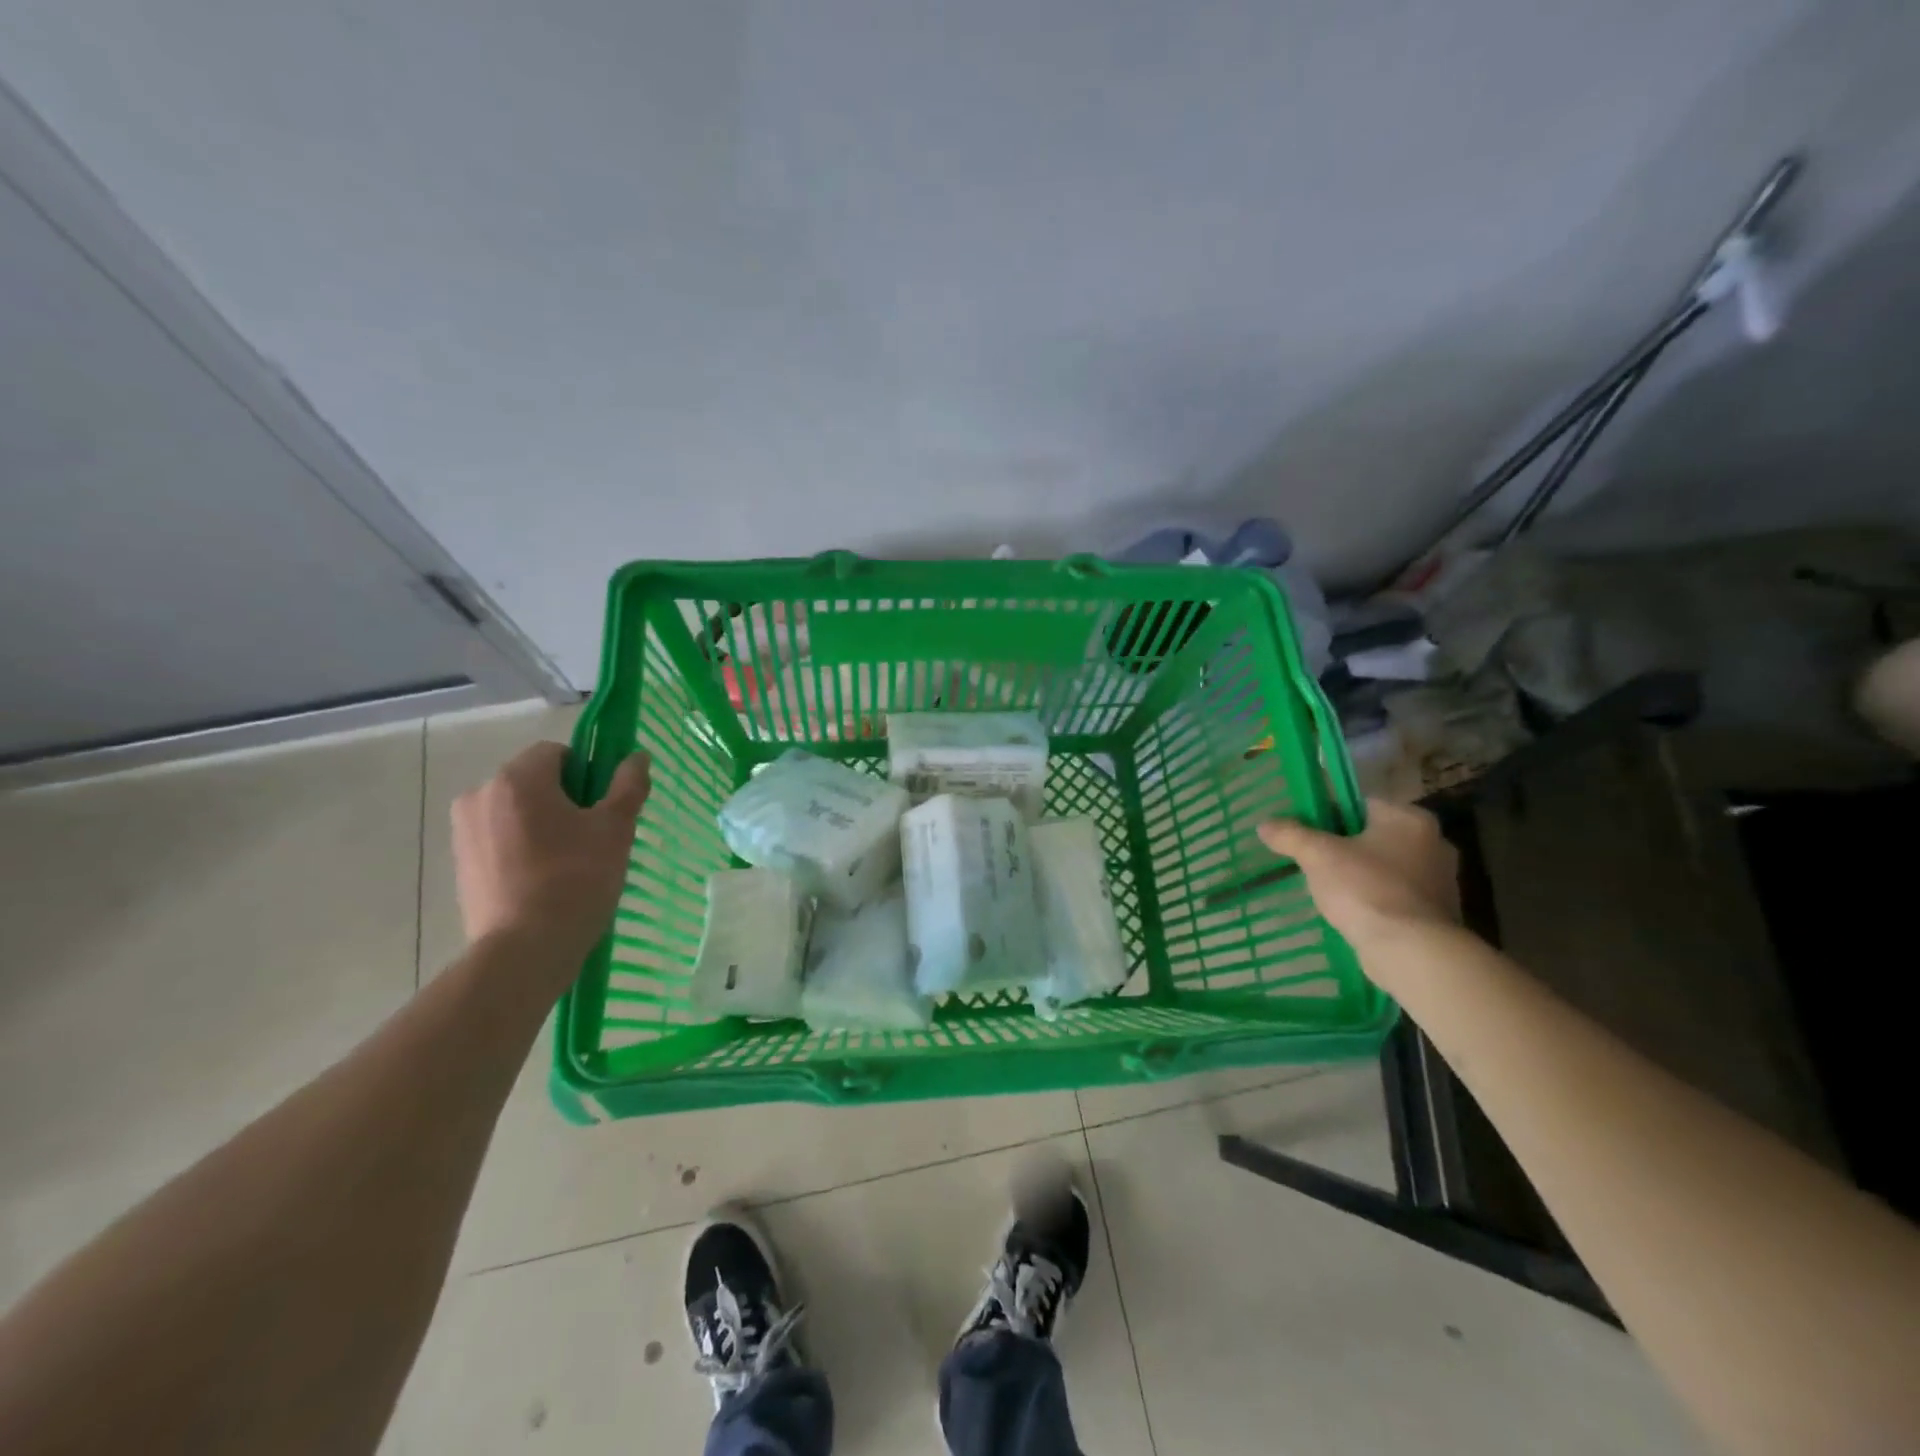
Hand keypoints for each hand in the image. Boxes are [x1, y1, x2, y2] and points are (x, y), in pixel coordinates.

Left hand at [452, 741, 650, 962]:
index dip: (588, 773)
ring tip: (568, 863)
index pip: (558, 753)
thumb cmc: (576, 879)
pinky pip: (499, 838)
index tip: (603, 808)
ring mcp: (464, 830)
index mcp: (517, 778)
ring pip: (516, 811)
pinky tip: (543, 880)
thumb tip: (638, 756)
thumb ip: (628, 786)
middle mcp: (480, 794)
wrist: (524, 950)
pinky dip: (522, 848)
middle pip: (534, 781)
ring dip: (542, 824)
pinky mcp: (460, 863)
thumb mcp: (615, 829)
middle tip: (592, 837)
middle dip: (564, 799)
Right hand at [1258, 799, 1459, 957]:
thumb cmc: (1365, 889)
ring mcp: (1441, 880)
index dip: (1330, 814)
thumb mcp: (1317, 855)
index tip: (1307, 832)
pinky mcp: (1438, 913)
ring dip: (1361, 875)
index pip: (1362, 803)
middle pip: (1375, 835)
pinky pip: (1397, 895)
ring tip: (1329, 889)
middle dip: (1346, 847)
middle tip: (1314, 860)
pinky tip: (1352, 912)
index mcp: (1409, 819)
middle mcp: (1434, 843)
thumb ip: (1290, 835)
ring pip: (1386, 867)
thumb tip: (1264, 825)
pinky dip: (1376, 899)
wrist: (1410, 951)